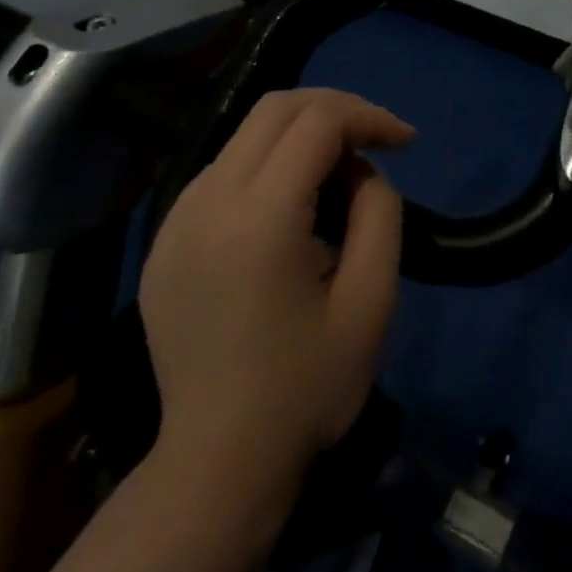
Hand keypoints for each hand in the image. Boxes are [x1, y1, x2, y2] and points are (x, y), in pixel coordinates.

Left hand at [138, 88, 413, 507]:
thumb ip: (380, 214)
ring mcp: (175, 220)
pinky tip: (292, 209)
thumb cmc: (306, 388)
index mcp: (259, 218)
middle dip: (337, 110)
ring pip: (246, 135)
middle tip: (376, 143)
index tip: (407, 143)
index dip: (370, 117)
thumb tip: (361, 172)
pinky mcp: (164, 241)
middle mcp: (206, 203)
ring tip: (340, 180)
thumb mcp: (372, 301)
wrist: (217, 463)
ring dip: (302, 137)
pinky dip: (268, 165)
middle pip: (276, 108)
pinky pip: (223, 173)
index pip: (318, 122)